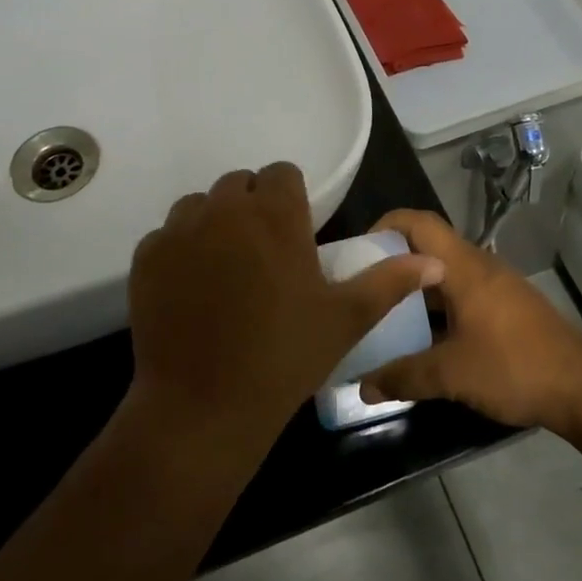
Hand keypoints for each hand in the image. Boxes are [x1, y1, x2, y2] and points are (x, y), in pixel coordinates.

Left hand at [126, 165, 443, 456]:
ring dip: (215, 224)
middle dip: (253, 208)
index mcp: (275, 215)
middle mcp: (225, 209)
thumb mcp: (345, 319)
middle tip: (264, 256)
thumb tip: (435, 262)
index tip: (295, 233)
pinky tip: (192, 289)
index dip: (290, 198)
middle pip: (239, 185)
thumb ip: (389, 282)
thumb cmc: (284, 358)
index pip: (281, 173)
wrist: (203, 407)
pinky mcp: (146, 257)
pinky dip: (180, 251)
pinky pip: (167, 235)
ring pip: (200, 205)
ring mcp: (180, 231)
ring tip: (226, 269)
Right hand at [358, 209, 581, 432]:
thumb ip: (404, 377)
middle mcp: (478, 265)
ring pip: (444, 273)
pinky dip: (437, 305)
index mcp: (462, 266)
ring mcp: (495, 285)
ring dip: (415, 287)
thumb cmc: (513, 366)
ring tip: (384, 313)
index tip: (357, 251)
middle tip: (362, 288)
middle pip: (428, 247)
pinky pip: (461, 292)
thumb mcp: (451, 374)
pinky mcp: (506, 306)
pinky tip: (424, 336)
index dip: (384, 225)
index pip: (418, 222)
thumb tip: (363, 386)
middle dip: (393, 262)